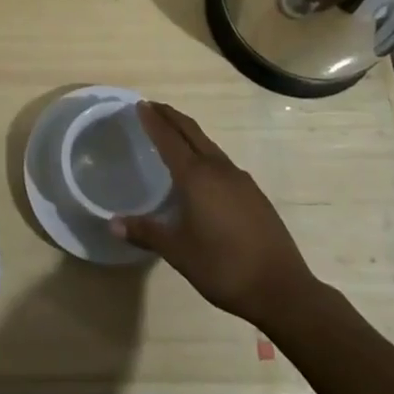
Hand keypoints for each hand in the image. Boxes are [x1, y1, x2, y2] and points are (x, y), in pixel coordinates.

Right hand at [111, 101, 316, 326]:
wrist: (281, 288)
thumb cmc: (223, 267)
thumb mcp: (178, 252)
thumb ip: (146, 232)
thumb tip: (112, 224)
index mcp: (196, 177)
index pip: (169, 139)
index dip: (153, 121)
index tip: (140, 105)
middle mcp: (218, 169)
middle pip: (191, 132)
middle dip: (171, 116)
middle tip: (153, 106)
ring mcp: (240, 180)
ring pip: (209, 145)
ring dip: (189, 133)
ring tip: (173, 133)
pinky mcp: (254, 193)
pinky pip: (222, 162)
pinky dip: (205, 153)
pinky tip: (203, 170)